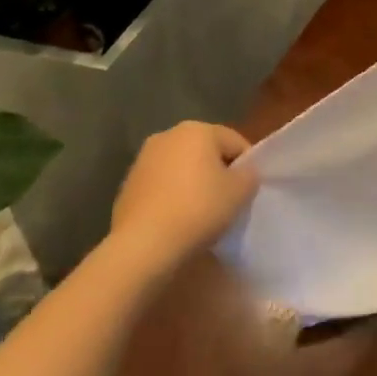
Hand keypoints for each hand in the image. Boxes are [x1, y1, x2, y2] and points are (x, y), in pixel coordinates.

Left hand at [108, 121, 256, 266]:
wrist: (142, 246)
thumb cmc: (198, 209)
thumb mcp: (240, 192)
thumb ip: (249, 175)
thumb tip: (243, 173)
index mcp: (198, 129)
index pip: (234, 142)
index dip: (246, 166)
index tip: (247, 191)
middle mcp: (168, 135)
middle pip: (205, 152)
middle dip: (217, 172)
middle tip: (227, 201)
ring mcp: (143, 159)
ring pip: (181, 168)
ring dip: (192, 184)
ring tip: (200, 214)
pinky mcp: (127, 185)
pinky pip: (161, 186)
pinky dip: (171, 197)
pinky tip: (176, 221)